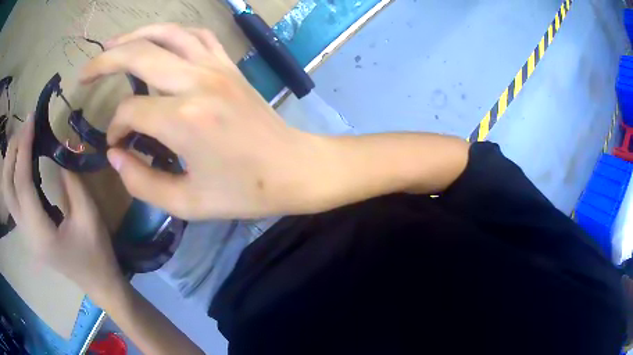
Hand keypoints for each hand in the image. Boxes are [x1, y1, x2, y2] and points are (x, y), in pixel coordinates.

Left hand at [2, 118, 123, 300]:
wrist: (98, 283)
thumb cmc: (96, 253)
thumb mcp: (89, 214)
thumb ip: (71, 179)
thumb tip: (61, 146)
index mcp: (41, 234)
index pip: (22, 184)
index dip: (24, 148)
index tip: (31, 120)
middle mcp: (26, 234)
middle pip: (7, 188)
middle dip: (12, 152)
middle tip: (24, 128)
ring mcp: (24, 234)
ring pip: (7, 192)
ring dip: (10, 161)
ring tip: (22, 139)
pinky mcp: (26, 231)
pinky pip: (13, 197)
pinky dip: (13, 173)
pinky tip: (23, 160)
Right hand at [81, 23, 326, 219]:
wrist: (293, 168)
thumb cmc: (245, 192)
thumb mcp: (187, 203)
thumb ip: (141, 182)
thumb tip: (115, 154)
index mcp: (184, 119)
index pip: (130, 111)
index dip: (115, 127)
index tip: (117, 144)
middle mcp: (196, 82)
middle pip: (138, 55)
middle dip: (105, 62)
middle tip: (85, 73)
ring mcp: (216, 67)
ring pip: (167, 33)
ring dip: (135, 35)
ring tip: (111, 45)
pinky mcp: (228, 65)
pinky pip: (196, 35)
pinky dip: (171, 32)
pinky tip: (157, 40)